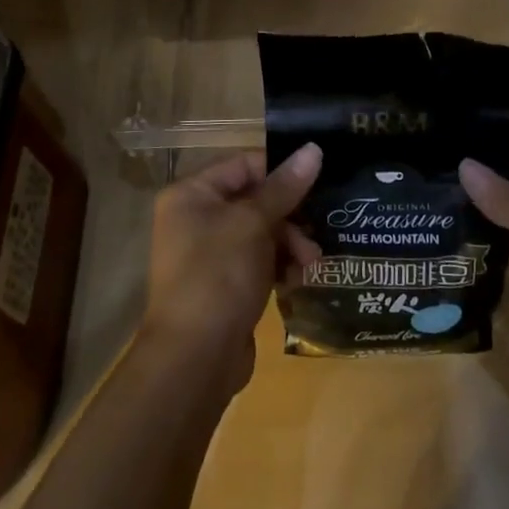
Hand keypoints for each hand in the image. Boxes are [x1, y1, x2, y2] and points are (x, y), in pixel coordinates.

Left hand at [141, 144, 322, 395]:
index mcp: (191, 194)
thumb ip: (285, 187)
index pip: (244, 164)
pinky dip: (280, 265)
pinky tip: (298, 280)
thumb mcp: (254, 224)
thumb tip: (314, 148)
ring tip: (311, 264)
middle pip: (255, 199)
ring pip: (261, 232)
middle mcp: (195, 218)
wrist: (195, 360)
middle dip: (290, 216)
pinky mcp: (224, 284)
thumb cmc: (218, 275)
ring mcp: (209, 254)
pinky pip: (258, 261)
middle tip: (317, 231)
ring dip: (290, 243)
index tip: (318, 180)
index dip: (281, 170)